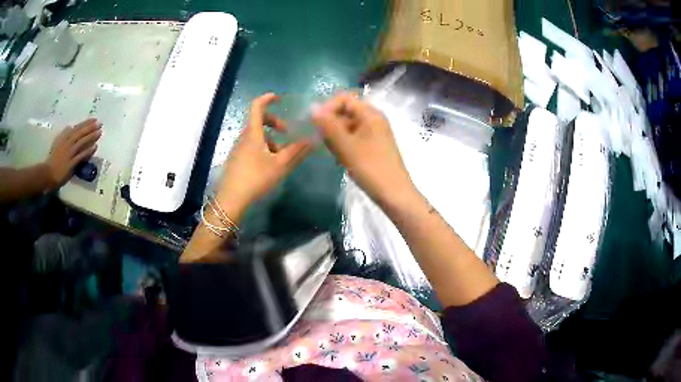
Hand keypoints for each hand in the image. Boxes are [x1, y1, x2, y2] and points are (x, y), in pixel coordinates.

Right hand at [44, 118, 101, 189]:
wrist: (48, 173)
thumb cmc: (53, 159)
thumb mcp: (57, 143)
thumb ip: (64, 136)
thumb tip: (70, 127)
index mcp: (64, 138)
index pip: (77, 128)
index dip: (86, 123)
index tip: (94, 119)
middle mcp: (67, 143)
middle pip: (80, 133)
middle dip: (90, 127)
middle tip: (100, 123)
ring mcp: (69, 153)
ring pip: (82, 142)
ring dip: (91, 137)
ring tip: (99, 132)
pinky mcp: (71, 163)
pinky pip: (81, 155)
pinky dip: (88, 151)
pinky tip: (95, 147)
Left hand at [215, 93, 312, 221]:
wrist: (231, 199)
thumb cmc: (256, 178)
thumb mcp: (280, 165)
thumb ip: (296, 151)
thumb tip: (313, 139)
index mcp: (253, 134)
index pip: (257, 107)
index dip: (267, 99)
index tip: (279, 98)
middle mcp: (243, 137)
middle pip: (258, 121)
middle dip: (274, 122)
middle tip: (286, 132)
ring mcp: (238, 148)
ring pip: (256, 135)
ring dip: (270, 139)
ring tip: (280, 155)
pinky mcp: (236, 159)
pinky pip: (251, 146)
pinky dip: (262, 148)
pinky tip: (269, 165)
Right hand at [312, 92, 412, 203]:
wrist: (394, 194)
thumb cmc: (370, 168)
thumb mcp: (345, 146)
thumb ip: (328, 125)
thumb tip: (312, 107)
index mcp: (370, 114)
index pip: (344, 98)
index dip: (328, 107)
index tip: (316, 124)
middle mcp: (374, 119)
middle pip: (346, 112)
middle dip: (331, 124)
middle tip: (323, 142)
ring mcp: (375, 132)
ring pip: (348, 126)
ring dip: (336, 137)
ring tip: (333, 153)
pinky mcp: (374, 145)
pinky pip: (354, 138)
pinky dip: (344, 145)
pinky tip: (340, 160)